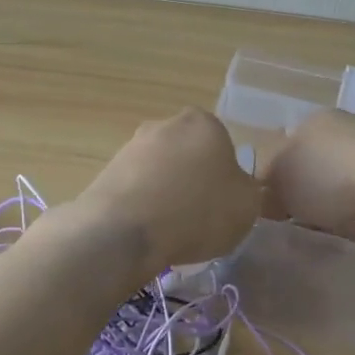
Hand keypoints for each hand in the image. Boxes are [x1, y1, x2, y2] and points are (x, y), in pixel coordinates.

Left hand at [72, 107, 262, 271]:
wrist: (124, 231)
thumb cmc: (197, 211)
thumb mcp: (247, 206)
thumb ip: (249, 190)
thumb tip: (237, 188)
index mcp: (204, 123)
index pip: (223, 146)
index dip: (226, 177)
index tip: (223, 204)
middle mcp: (165, 124)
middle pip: (189, 155)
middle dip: (193, 181)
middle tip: (198, 217)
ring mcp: (131, 146)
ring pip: (160, 172)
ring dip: (166, 194)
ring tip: (170, 230)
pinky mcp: (106, 171)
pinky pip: (136, 189)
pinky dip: (143, 206)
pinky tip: (146, 231)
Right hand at [263, 109, 354, 242]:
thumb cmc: (325, 176)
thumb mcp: (277, 178)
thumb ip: (263, 182)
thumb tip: (263, 193)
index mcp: (315, 119)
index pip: (285, 145)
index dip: (275, 177)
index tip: (273, 204)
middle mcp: (346, 128)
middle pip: (313, 165)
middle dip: (305, 192)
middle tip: (296, 218)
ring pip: (340, 184)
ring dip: (332, 205)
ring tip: (326, 226)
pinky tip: (354, 227)